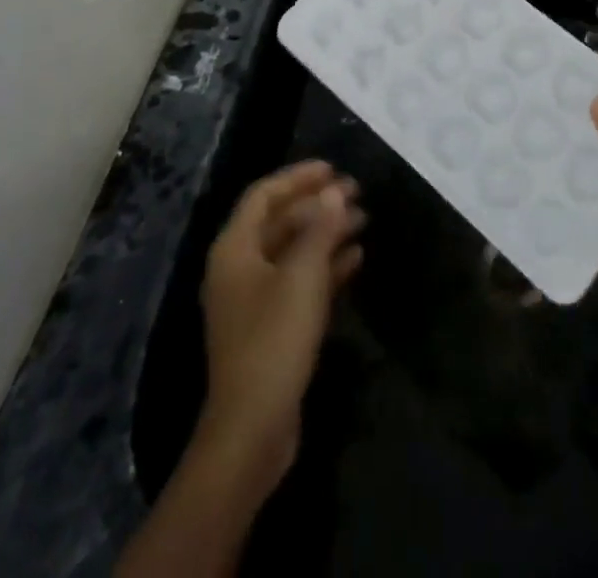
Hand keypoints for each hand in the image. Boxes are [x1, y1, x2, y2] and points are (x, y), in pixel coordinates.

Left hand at [197, 161, 364, 489]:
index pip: (264, 195)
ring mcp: (254, 299)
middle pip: (280, 220)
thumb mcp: (302, 276)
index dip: (298, 177)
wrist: (252, 428)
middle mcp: (239, 267)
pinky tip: (356, 258)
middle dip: (317, 204)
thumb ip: (319, 229)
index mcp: (234, 248)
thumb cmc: (273, 340)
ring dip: (325, 232)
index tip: (333, 168)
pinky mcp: (271, 326)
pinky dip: (325, 265)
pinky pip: (299, 280)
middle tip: (356, 192)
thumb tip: (334, 192)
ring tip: (363, 220)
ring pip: (293, 250)